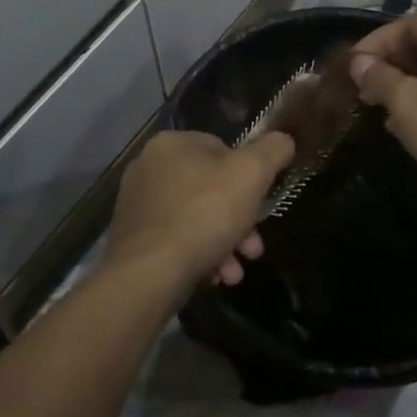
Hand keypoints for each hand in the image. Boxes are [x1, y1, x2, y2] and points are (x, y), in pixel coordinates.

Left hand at [103, 131, 293, 295]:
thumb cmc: (204, 214)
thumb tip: (284, 139)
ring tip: (235, 272)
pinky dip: (198, 255)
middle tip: (253, 248)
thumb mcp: (251, 175)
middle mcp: (148, 167)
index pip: (221, 148)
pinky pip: (175, 239)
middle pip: (209, 188)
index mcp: (171, 143)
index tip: (260, 204)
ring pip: (195, 218)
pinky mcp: (132, 237)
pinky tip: (213, 277)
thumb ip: (272, 151)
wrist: (149, 273)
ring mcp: (136, 204)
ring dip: (223, 243)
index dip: (247, 177)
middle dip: (239, 220)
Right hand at [348, 12, 416, 210]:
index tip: (352, 66)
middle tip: (362, 87)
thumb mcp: (406, 103)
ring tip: (377, 105)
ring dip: (404, 82)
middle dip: (389, 63)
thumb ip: (378, 76)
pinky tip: (403, 121)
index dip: (376, 42)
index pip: (411, 24)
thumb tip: (358, 62)